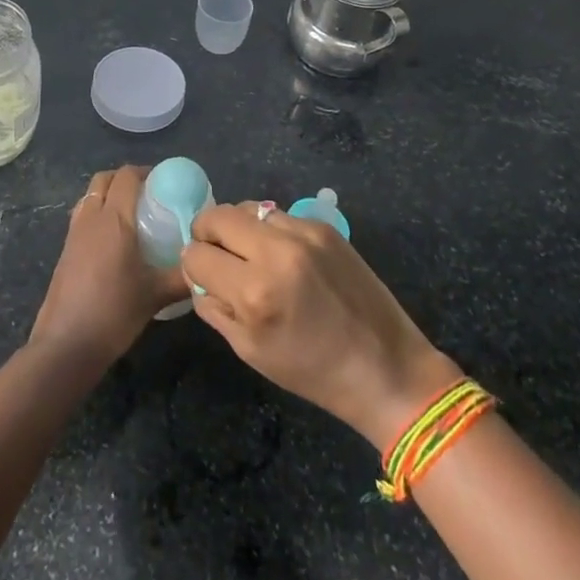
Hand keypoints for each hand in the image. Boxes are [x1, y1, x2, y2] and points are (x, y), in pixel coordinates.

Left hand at [29, 166, 189, 366]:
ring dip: (108, 194)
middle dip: (125, 179)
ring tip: (131, 215)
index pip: (127, 176)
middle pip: (104, 179)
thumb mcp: (155, 295)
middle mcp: (91, 217)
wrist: (66, 344)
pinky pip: (82, 216)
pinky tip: (113, 241)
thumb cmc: (114, 312)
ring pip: (90, 196)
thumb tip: (203, 266)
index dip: (145, 172)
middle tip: (148, 195)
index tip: (165, 183)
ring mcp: (74, 233)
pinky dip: (97, 214)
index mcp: (114, 219)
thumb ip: (182, 277)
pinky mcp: (65, 250)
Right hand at [182, 202, 462, 450]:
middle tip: (218, 255)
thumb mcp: (250, 352)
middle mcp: (275, 251)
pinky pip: (278, 214)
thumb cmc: (313, 372)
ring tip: (252, 254)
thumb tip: (198, 275)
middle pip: (216, 216)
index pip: (197, 255)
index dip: (194, 266)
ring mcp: (302, 233)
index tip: (204, 276)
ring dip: (239, 228)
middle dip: (207, 234)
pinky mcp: (323, 226)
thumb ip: (214, 307)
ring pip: (246, 208)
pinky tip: (284, 257)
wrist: (386, 367)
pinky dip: (270, 230)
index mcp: (254, 292)